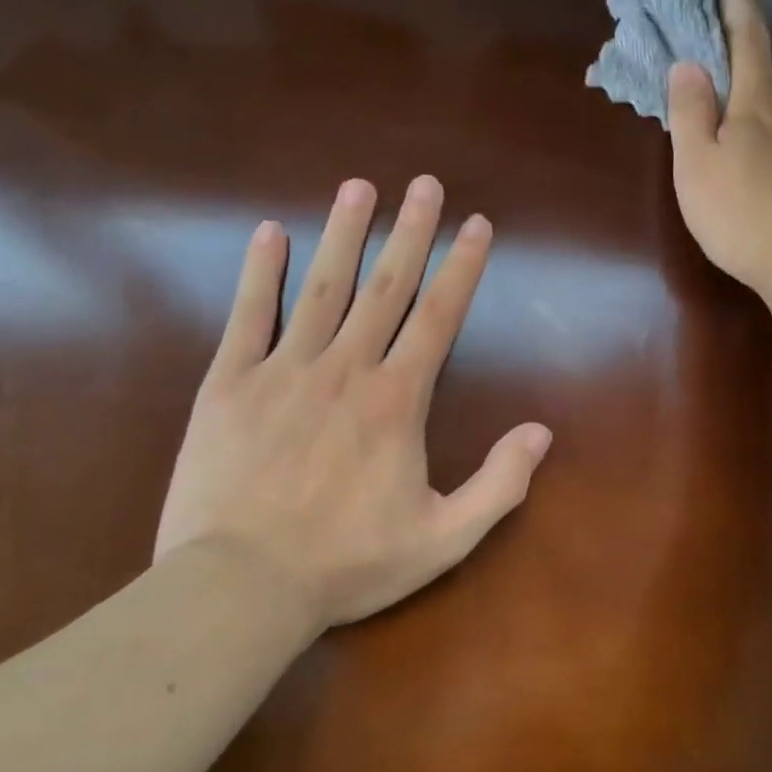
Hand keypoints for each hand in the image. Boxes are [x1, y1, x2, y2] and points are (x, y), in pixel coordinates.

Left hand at [153, 177, 552, 630]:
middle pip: (386, 286)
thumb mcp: (444, 539)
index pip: (440, 316)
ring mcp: (284, 371)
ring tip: (358, 187)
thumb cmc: (348, 564)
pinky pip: (248, 317)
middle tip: (424, 183)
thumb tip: (542, 432)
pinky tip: (269, 234)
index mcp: (397, 401)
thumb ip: (499, 484)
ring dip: (343, 233)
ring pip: (322, 287)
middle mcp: (346, 369)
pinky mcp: (229, 385)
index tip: (476, 223)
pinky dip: (259, 273)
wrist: (240, 588)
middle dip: (410, 231)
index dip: (462, 266)